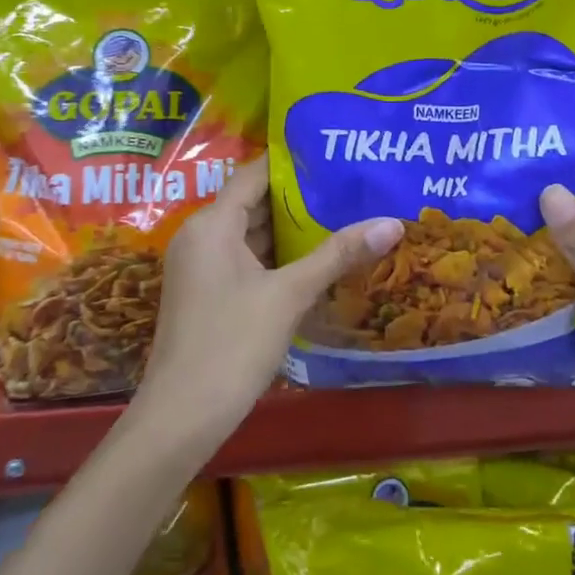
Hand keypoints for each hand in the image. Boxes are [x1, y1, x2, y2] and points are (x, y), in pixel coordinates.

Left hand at [129, 157, 403, 454]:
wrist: (181, 419)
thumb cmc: (232, 344)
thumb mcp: (289, 295)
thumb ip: (338, 255)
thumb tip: (393, 222)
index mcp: (212, 224)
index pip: (254, 174)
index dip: (293, 164)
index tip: (335, 155)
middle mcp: (201, 236)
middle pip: (254, 203)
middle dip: (300, 198)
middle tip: (350, 187)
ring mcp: (201, 267)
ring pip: (251, 235)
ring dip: (291, 230)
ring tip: (343, 216)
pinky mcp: (207, 294)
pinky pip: (245, 260)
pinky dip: (277, 257)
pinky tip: (316, 261)